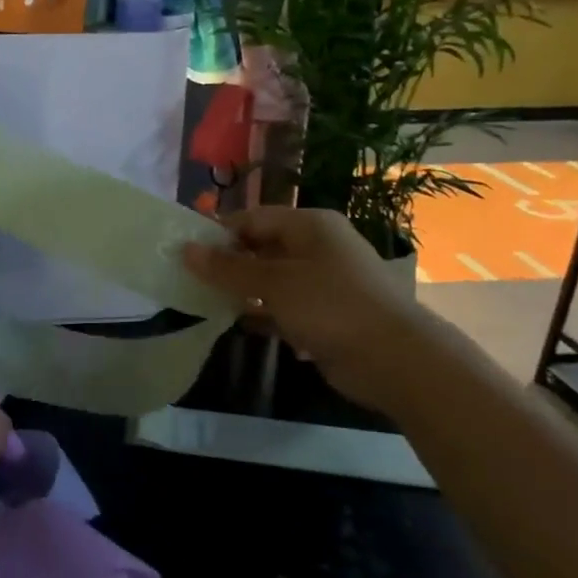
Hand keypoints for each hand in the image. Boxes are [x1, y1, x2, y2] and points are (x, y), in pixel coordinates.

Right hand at [182, 207, 435, 413]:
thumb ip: (228, 268)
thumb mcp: (274, 283)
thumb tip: (185, 250)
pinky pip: (282, 307)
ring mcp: (323, 282)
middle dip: (227, 263)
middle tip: (188, 278)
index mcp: (310, 225)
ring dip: (241, 290)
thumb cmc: (331, 306)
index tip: (184, 251)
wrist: (393, 359)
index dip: (218, 232)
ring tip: (202, 301)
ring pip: (270, 279)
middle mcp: (317, 247)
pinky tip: (233, 323)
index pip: (253, 218)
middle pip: (261, 247)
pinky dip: (261, 313)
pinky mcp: (324, 315)